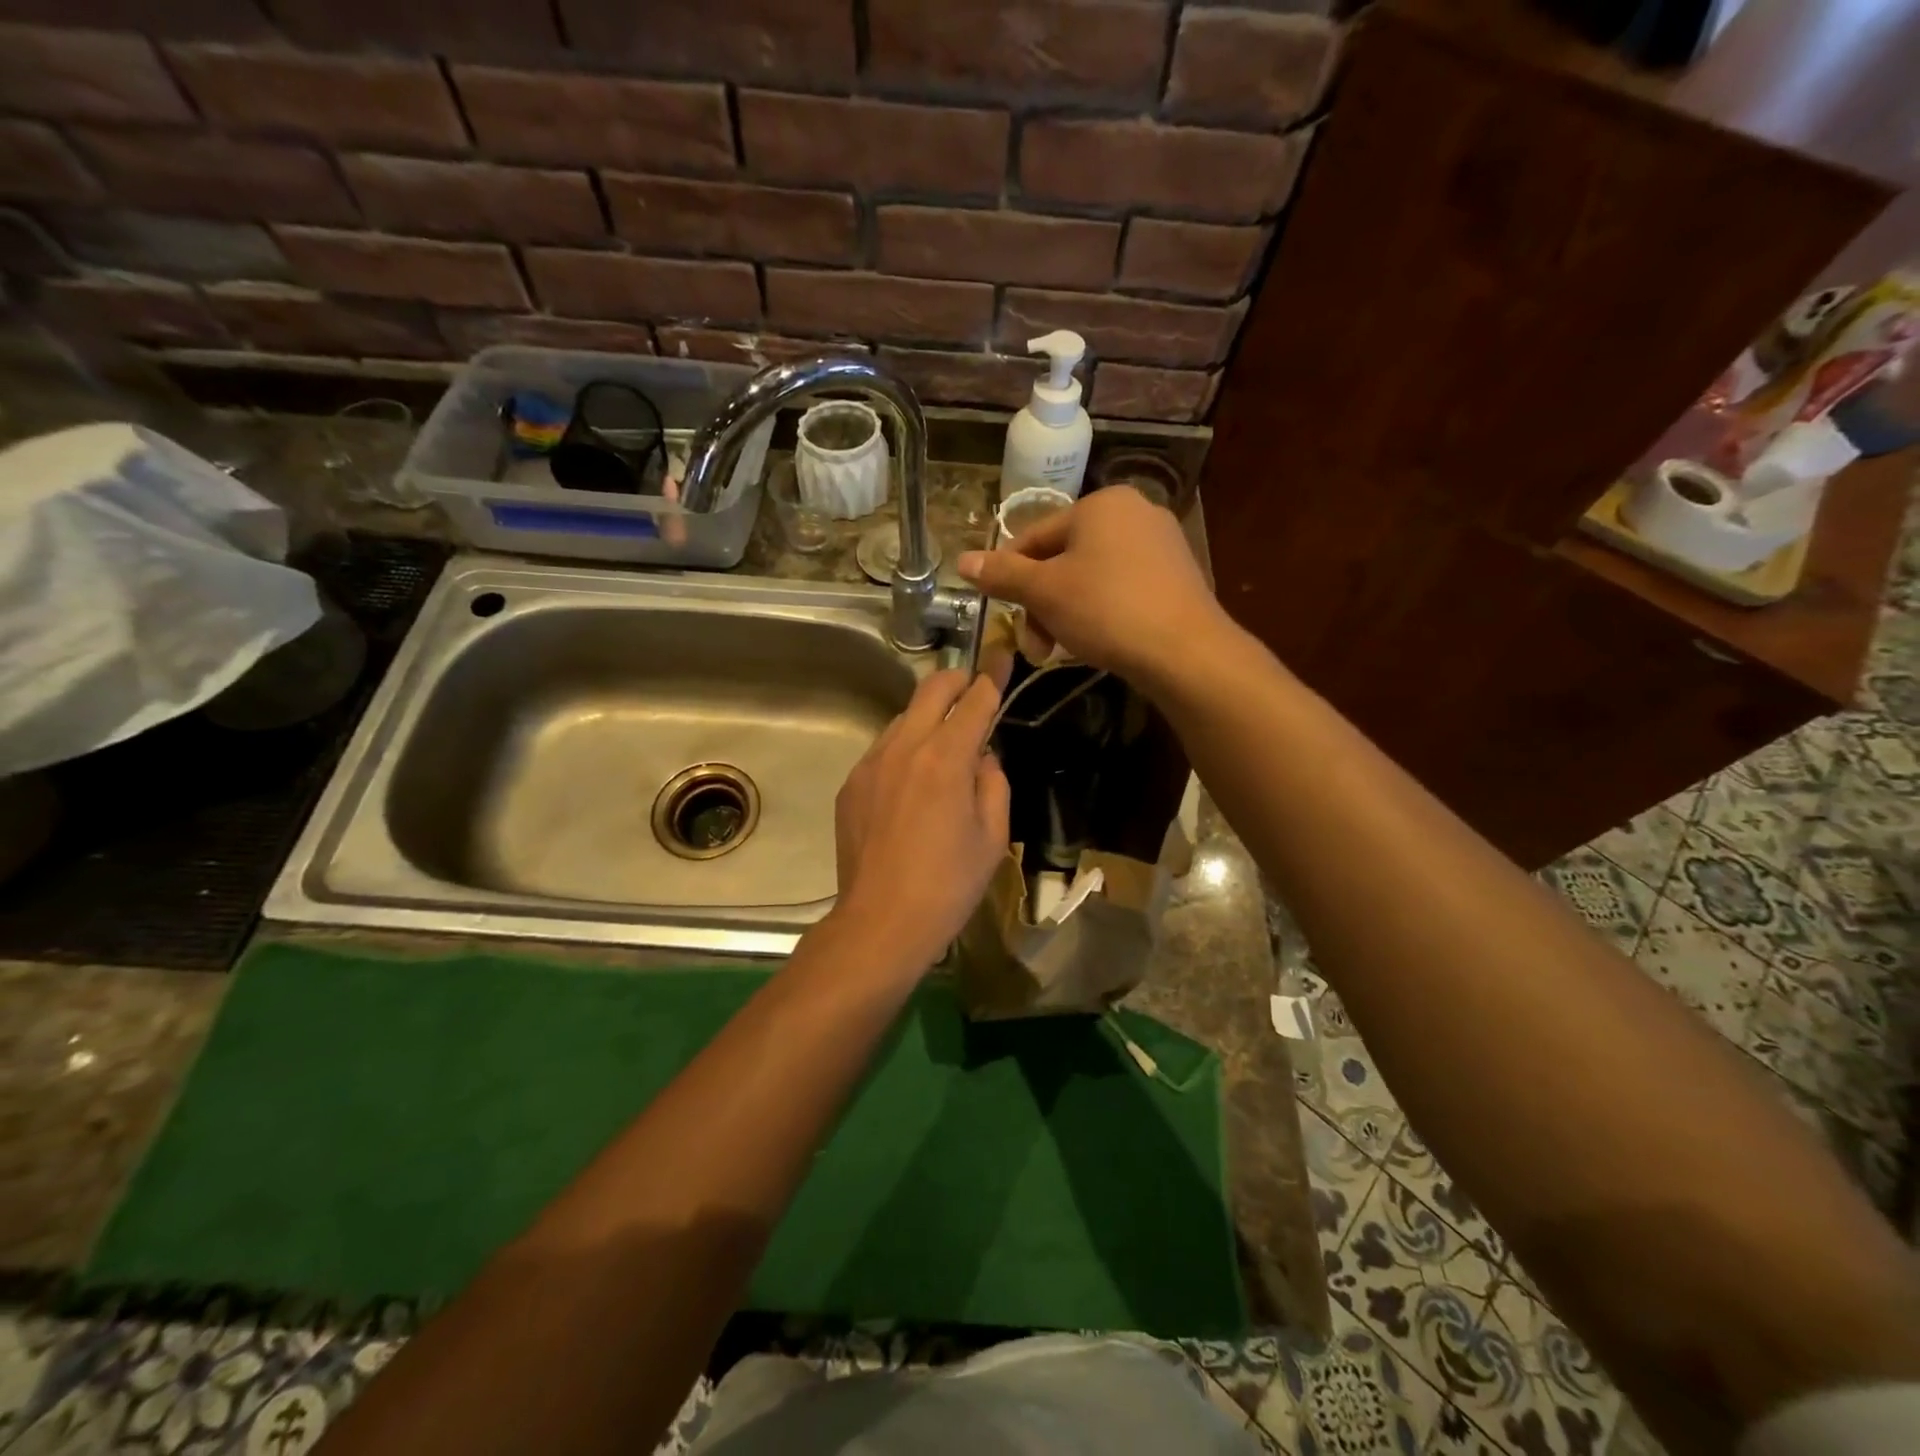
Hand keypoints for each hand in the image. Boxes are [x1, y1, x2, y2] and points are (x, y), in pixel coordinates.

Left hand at [830, 668, 1010, 973]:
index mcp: (946, 758)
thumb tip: (983, 757)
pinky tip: (912, 785)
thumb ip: (993, 783)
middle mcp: (904, 748)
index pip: (974, 699)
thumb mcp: (992, 836)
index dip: (992, 675)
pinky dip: (904, 751)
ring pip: (903, 719)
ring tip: (943, 748)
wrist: (881, 922)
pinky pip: (883, 751)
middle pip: (931, 689)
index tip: (1002, 656)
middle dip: (956, 680)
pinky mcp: (851, 785)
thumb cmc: (949, 884)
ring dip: (928, 719)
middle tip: (973, 689)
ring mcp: (871, 764)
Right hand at [956, 486, 1226, 687]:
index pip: (1034, 537)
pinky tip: (1097, 641)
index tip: (1003, 615)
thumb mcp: (1045, 592)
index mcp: (1100, 504)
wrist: (1186, 651)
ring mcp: (1161, 544)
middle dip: (1041, 604)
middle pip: (1064, 558)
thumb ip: (1003, 575)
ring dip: (1065, 613)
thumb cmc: (1106, 610)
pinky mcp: (1176, 576)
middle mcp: (1134, 512)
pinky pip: (1122, 588)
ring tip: (1059, 649)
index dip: (1010, 577)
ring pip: (1091, 576)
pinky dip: (1100, 612)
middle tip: (1033, 646)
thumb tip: (962, 561)